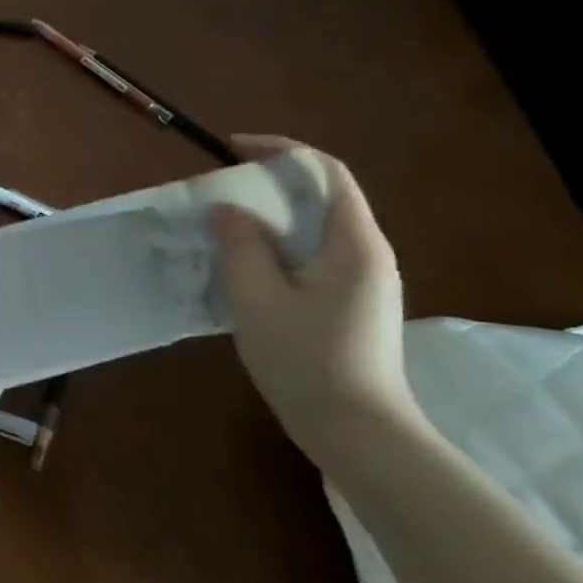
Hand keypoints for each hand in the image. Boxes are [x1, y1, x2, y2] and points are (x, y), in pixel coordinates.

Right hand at [208, 136, 422, 455]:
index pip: (325, 172)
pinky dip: (272, 252)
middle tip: (216, 195)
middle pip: (317, 199)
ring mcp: (360, 284)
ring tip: (219, 232)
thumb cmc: (308, 360)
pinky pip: (306, 261)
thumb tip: (225, 209)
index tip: (232, 149)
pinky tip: (240, 273)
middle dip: (265, 187)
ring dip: (265, 223)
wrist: (357, 433)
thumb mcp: (259, 299)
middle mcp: (365, 255)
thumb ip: (241, 246)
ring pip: (309, 233)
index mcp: (354, 244)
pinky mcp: (348, 307)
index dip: (280, 151)